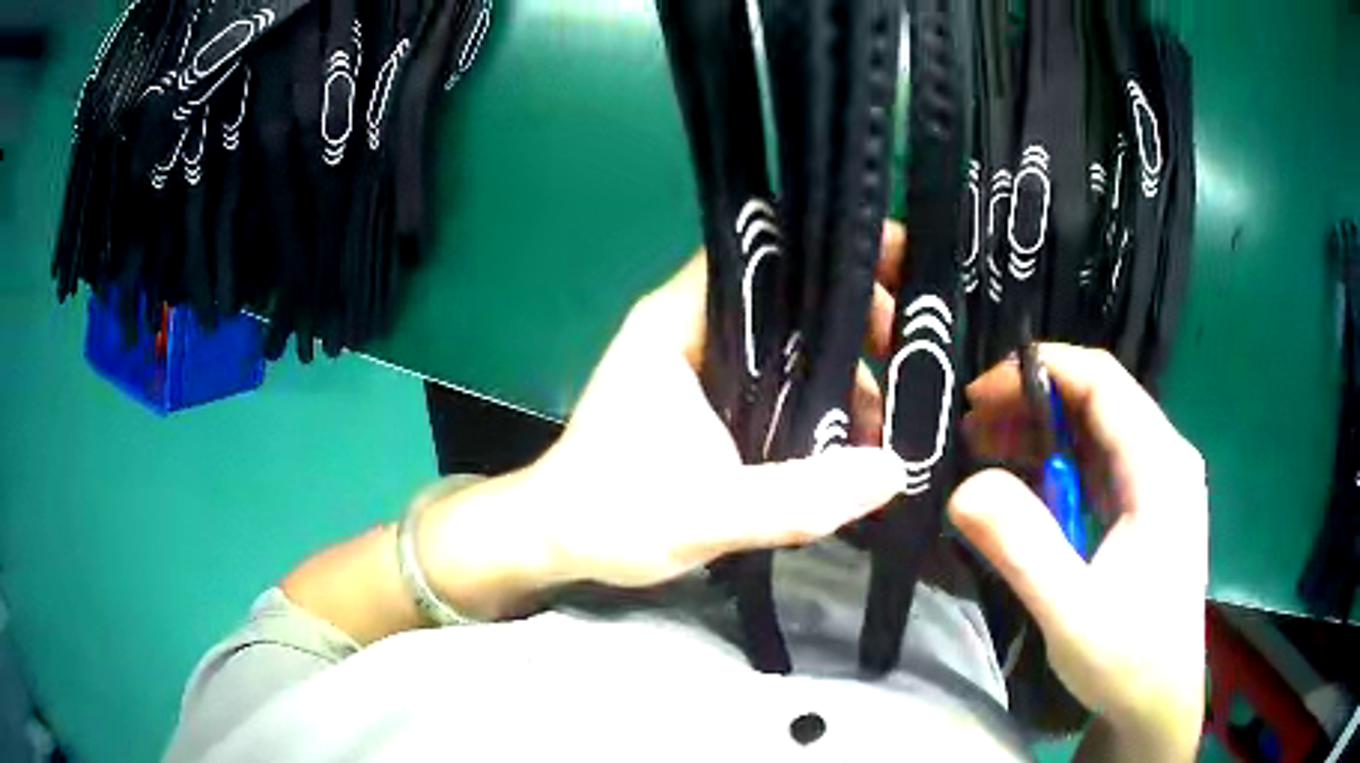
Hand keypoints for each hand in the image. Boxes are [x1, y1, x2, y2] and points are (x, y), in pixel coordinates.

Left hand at [517, 228, 910, 589]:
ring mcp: (697, 363)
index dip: (827, 252)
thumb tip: (892, 471)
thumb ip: (796, 499)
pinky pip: (774, 379)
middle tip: (904, 350)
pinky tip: (848, 435)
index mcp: (677, 325)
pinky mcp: (706, 399)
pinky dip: (813, 397)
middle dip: (849, 315)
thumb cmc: (609, 518)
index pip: (759, 254)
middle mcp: (689, 329)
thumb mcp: (706, 515)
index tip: (893, 272)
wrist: (555, 542)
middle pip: (783, 293)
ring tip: (883, 416)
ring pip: (784, 341)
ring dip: (837, 367)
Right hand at [950, 344, 1206, 757]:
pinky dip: (1054, 464)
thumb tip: (963, 488)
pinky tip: (1020, 486)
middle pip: (1096, 398)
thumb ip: (1022, 547)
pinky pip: (1097, 464)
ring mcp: (1157, 483)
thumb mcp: (1071, 611)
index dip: (1038, 371)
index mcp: (1160, 466)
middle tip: (969, 429)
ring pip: (1094, 429)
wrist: (1158, 702)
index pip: (1101, 381)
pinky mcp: (1144, 508)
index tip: (978, 394)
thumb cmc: (1127, 659)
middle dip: (1030, 402)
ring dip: (1038, 433)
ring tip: (982, 451)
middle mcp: (1164, 459)